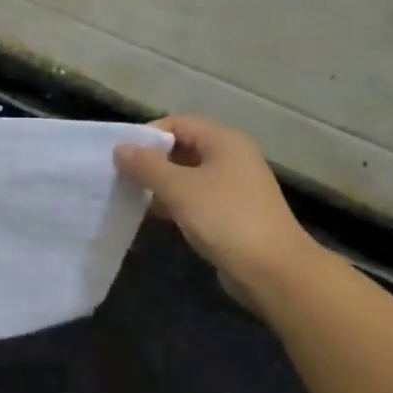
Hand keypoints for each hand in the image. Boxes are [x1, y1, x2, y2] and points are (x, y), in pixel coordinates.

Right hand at [114, 117, 320, 312]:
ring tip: (132, 197)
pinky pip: (196, 198)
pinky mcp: (232, 212)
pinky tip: (156, 216)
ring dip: (160, 184)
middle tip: (122, 177)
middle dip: (152, 161)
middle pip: (183, 148)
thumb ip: (146, 166)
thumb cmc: (224, 218)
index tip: (121, 156)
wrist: (271, 269)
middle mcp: (232, 157)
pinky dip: (175, 203)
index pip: (178, 123)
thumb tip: (120, 148)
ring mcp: (234, 186)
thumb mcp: (178, 188)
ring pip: (188, 175)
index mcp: (224, 141)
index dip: (148, 135)